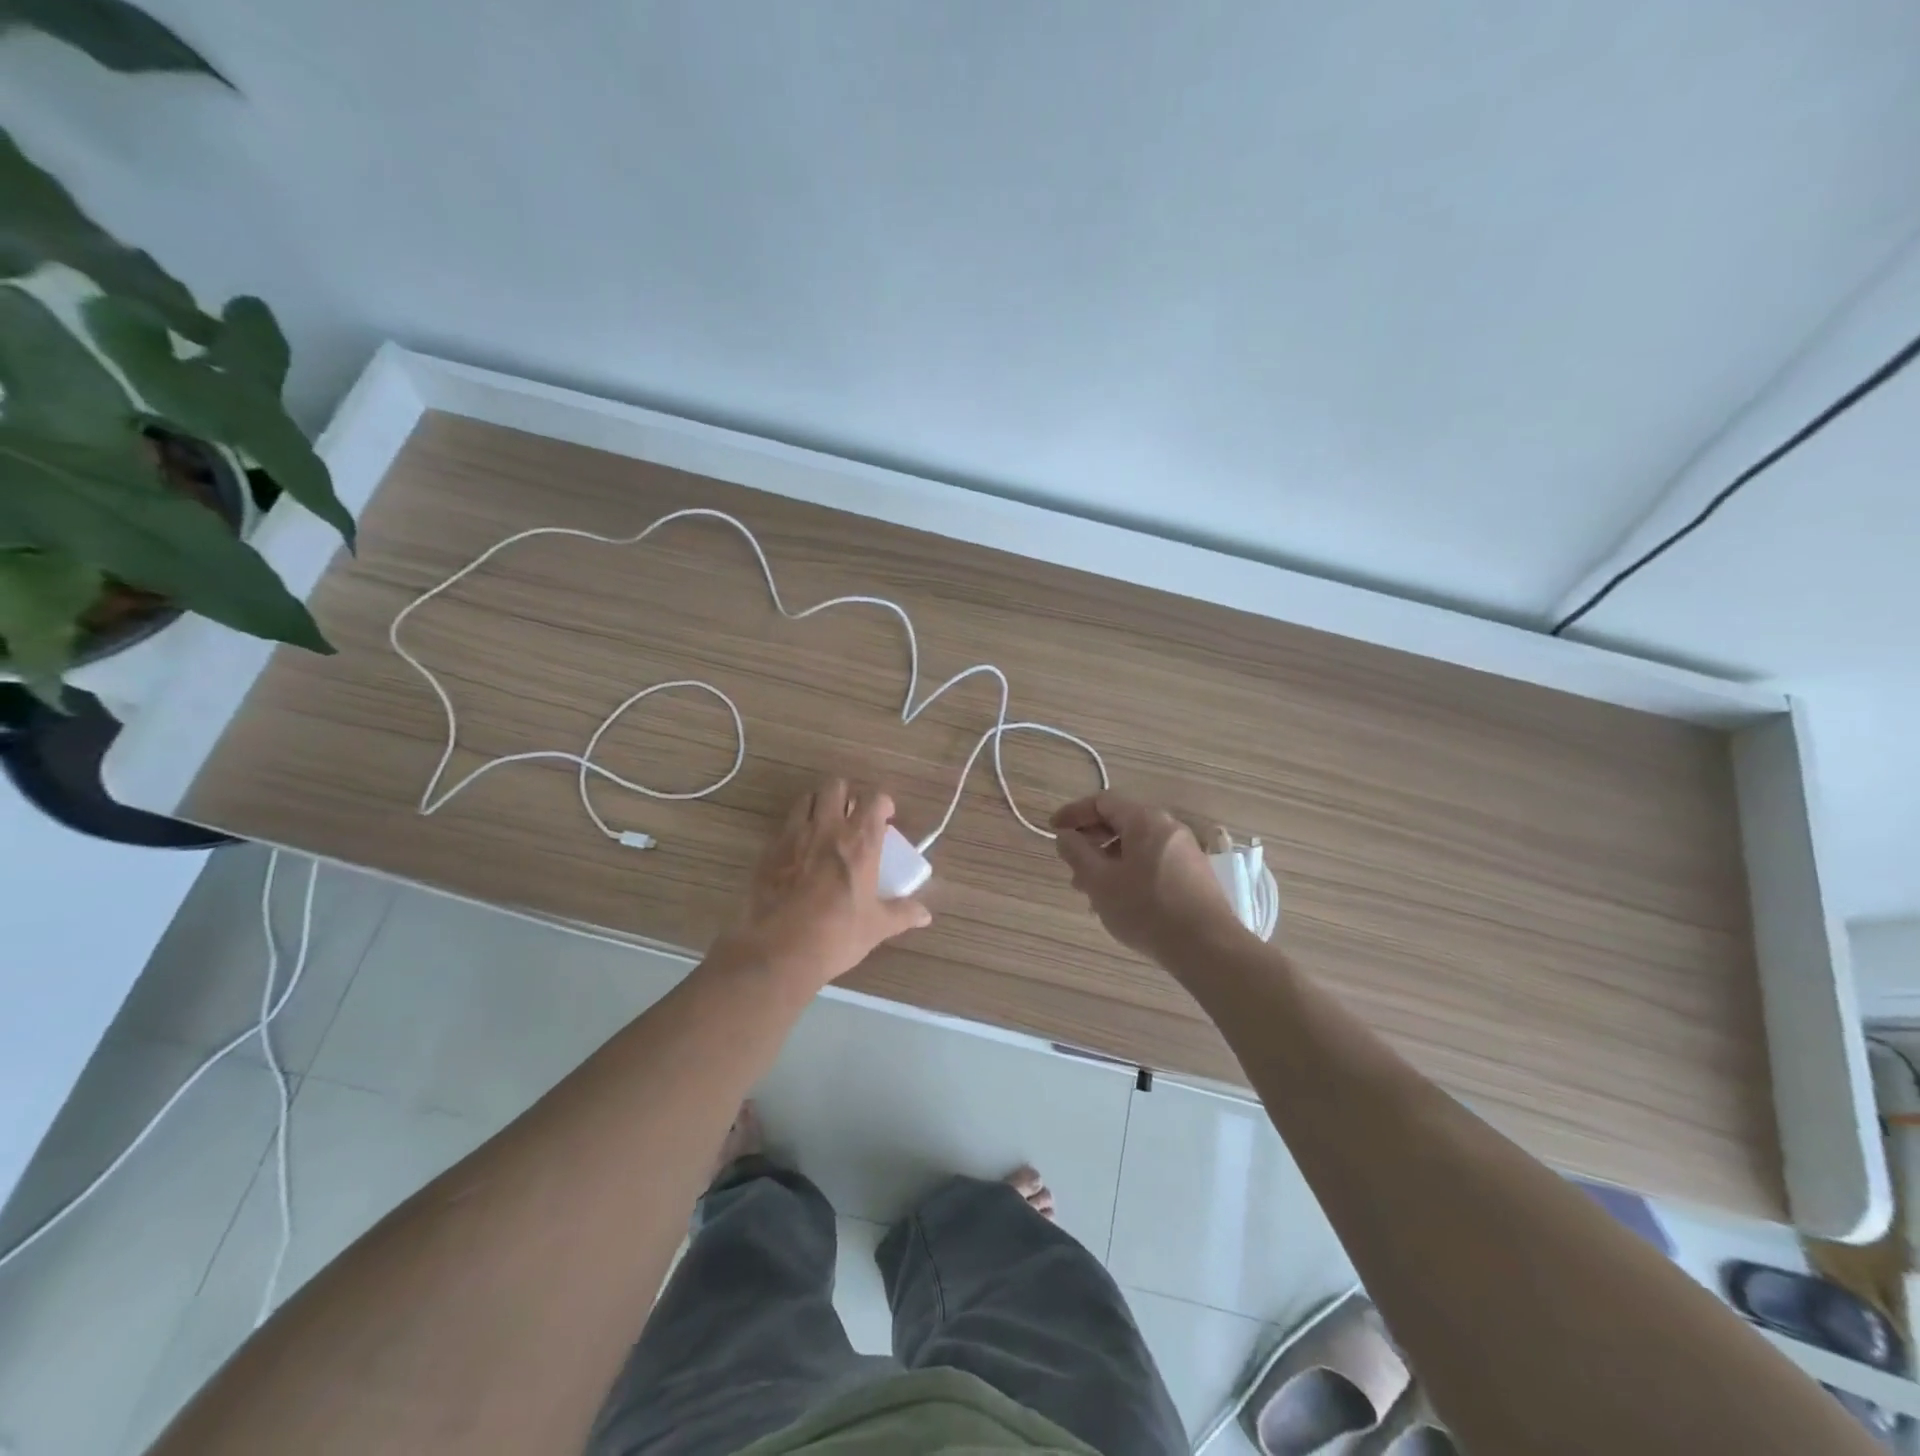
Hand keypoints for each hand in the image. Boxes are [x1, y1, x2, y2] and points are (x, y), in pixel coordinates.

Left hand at [724, 778, 931, 992]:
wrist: (778, 952)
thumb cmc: (836, 936)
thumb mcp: (877, 927)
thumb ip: (903, 914)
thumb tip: (925, 915)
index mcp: (860, 842)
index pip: (875, 799)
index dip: (882, 803)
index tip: (886, 817)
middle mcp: (827, 829)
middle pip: (836, 786)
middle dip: (846, 794)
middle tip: (852, 816)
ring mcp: (794, 836)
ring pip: (806, 798)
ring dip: (818, 805)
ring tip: (824, 826)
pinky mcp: (769, 850)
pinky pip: (784, 825)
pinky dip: (795, 828)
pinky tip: (799, 851)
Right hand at [1052, 791, 1240, 959]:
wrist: (1207, 947)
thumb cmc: (1146, 909)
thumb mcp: (1100, 881)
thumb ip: (1077, 853)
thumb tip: (1065, 836)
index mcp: (1145, 819)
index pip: (1102, 801)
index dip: (1073, 813)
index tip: (1053, 831)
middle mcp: (1168, 827)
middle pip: (1121, 822)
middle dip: (1091, 842)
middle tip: (1072, 868)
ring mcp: (1185, 851)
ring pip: (1136, 846)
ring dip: (1108, 861)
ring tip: (1091, 892)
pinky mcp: (1193, 875)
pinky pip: (1152, 862)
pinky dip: (1129, 872)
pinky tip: (1120, 902)